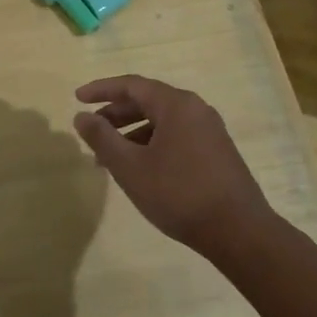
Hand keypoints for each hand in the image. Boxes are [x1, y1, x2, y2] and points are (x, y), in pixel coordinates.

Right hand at [73, 75, 276, 256]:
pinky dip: (151, 144)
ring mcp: (209, 130)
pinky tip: (139, 169)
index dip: (102, 90)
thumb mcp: (130, 167)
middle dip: (115, 113)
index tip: (77, 98)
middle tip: (91, 129)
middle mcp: (196, 109)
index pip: (132, 85)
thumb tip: (81, 116)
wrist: (238, 231)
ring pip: (162, 121)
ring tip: (108, 157)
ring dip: (131, 133)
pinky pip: (176, 136)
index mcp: (176, 105)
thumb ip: (102, 138)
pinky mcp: (216, 151)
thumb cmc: (179, 194)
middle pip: (148, 100)